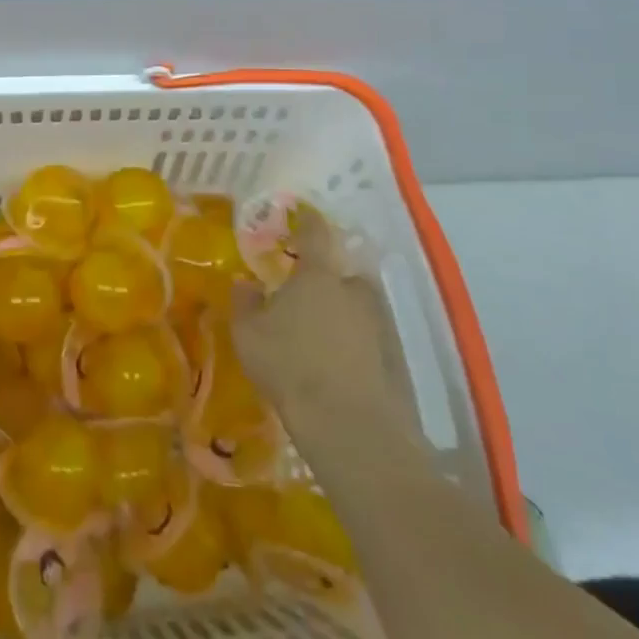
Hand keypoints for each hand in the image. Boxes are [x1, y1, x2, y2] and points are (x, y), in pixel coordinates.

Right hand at [230, 216, 421, 453]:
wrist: (348, 424)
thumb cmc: (289, 366)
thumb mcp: (248, 334)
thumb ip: (245, 302)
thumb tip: (246, 282)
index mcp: (317, 274)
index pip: (315, 233)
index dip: (308, 221)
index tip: (303, 215)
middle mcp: (352, 289)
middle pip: (341, 273)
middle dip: (326, 279)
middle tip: (305, 296)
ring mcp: (378, 322)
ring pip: (356, 306)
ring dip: (341, 312)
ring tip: (320, 335)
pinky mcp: (393, 355)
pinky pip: (368, 337)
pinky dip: (355, 342)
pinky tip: (337, 363)